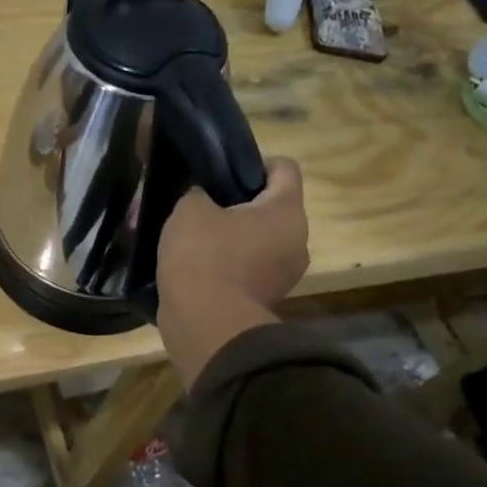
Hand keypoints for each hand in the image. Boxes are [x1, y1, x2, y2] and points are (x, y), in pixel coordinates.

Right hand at [155, 157, 309, 385]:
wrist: (206, 325)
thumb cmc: (204, 256)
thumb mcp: (189, 208)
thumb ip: (198, 192)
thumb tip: (202, 197)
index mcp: (286, 211)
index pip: (284, 167)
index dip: (252, 160)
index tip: (220, 170)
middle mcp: (296, 240)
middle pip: (270, 206)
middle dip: (236, 201)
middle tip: (200, 201)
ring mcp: (284, 273)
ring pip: (257, 238)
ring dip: (230, 233)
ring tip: (192, 233)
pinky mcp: (264, 297)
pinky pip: (248, 266)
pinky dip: (226, 261)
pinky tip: (195, 261)